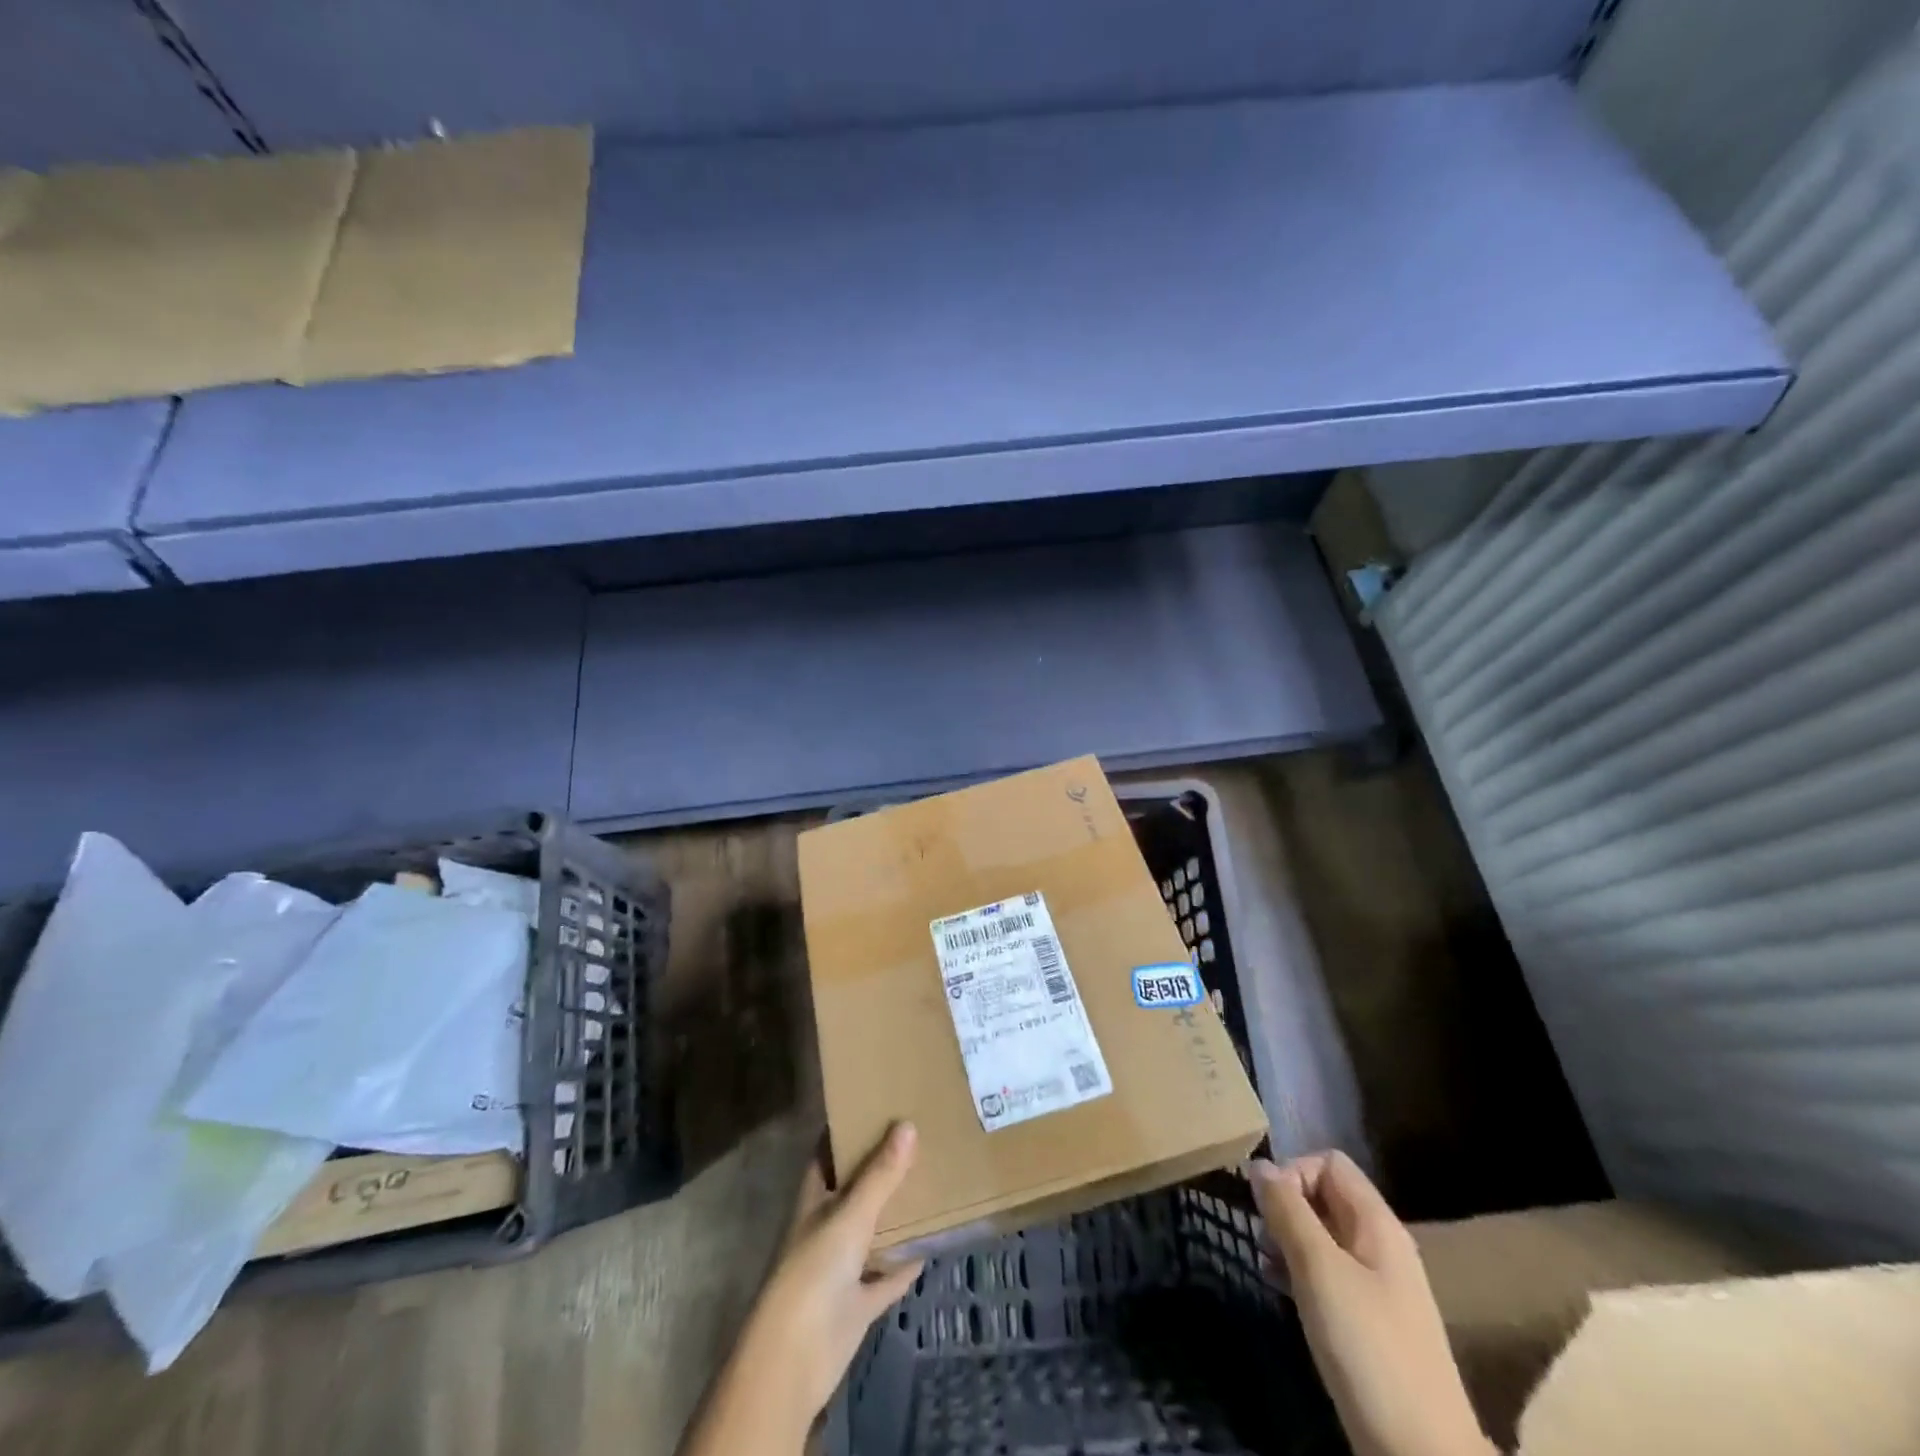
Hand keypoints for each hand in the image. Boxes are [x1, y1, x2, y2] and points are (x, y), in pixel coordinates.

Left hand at [683, 1122, 924, 1455]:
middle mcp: (827, 1225)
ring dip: (896, 1214)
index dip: (849, 1129)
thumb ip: (881, 1174)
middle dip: (882, 1167)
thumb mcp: (850, 1214)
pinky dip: (904, 1264)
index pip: (830, 1153)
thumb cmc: (814, 1271)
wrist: (795, 1358)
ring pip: (873, 1231)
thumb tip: (908, 1124)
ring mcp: (841, 1266)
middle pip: (856, 1188)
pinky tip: (931, 1246)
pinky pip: (886, 1276)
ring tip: (932, 1181)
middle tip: (919, 1135)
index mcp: (816, 1197)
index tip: (878, 1102)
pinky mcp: (857, 1302)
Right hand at [1250, 1152, 1493, 1455]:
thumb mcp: (1320, 1270)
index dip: (1293, 1172)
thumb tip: (1259, 1165)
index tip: (1267, 1208)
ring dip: (1288, 1241)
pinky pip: (1328, 1274)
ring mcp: (1378, 1287)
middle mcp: (1381, 1246)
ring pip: (1323, 1236)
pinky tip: (1281, 1292)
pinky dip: (1300, 1273)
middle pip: (1325, 1197)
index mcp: (1378, 1224)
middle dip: (1286, 1208)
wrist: (1423, 1455)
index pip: (1329, 1163)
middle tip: (1263, 1239)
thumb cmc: (1369, 1348)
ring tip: (1266, 1267)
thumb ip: (1288, 1211)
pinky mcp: (1370, 1323)